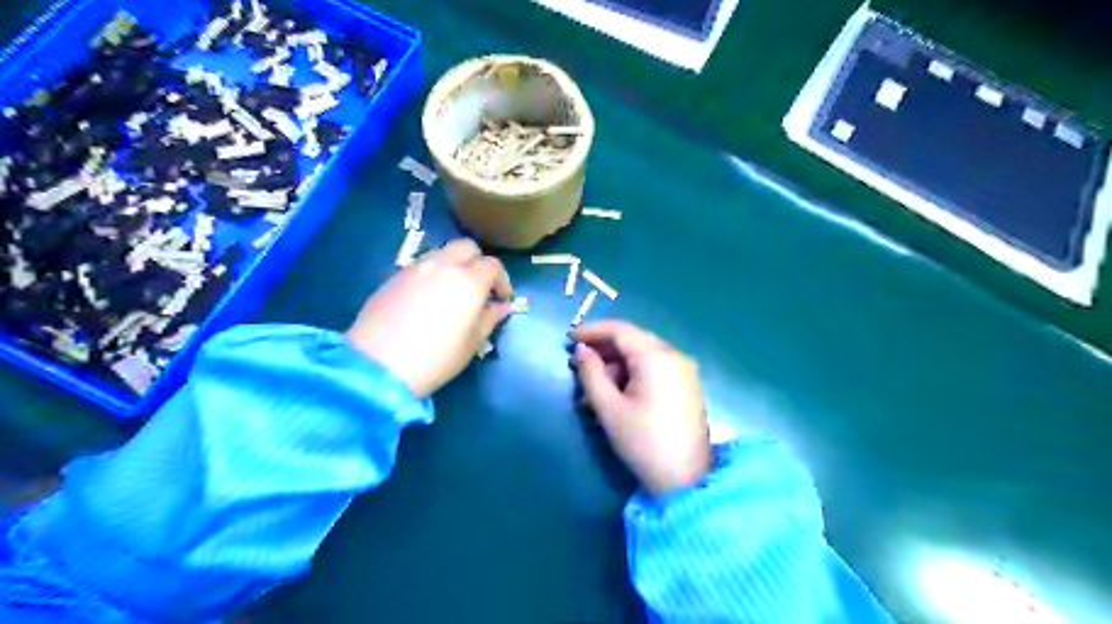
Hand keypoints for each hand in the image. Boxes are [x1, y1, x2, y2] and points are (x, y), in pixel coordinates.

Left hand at [346, 237, 510, 396]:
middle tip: (479, 288)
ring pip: (442, 252)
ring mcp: (415, 268)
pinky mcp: (393, 277)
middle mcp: (443, 265)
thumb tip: (502, 307)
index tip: (502, 300)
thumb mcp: (472, 343)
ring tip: (452, 292)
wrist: (378, 365)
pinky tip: (427, 299)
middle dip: (478, 263)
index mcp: (468, 281)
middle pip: (467, 247)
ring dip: (454, 265)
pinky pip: (421, 265)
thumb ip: (490, 319)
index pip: (493, 265)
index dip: (502, 281)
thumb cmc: (435, 358)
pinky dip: (432, 274)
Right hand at [574, 322, 710, 497]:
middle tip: (578, 365)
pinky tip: (616, 393)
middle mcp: (674, 356)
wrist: (685, 479)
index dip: (593, 330)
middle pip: (633, 340)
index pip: (620, 330)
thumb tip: (581, 350)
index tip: (569, 338)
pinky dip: (633, 374)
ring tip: (593, 389)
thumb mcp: (609, 408)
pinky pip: (655, 368)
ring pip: (643, 355)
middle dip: (604, 349)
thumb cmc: (642, 442)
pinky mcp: (686, 385)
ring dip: (617, 365)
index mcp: (656, 357)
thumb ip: (591, 374)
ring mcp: (684, 370)